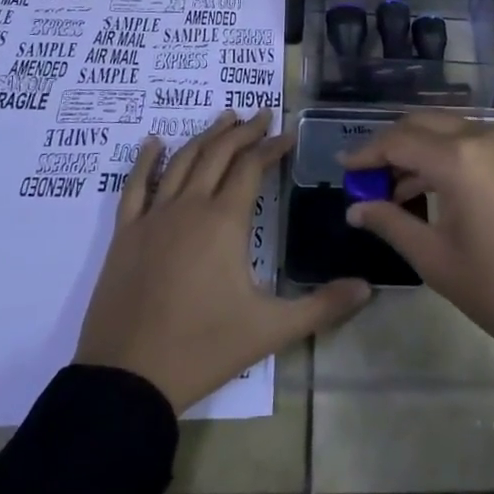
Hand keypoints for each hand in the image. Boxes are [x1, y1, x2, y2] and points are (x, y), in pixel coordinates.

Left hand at [77, 109, 370, 413]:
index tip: (289, 134)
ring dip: (205, 136)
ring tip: (224, 118)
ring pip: (182, 161)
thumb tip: (368, 288)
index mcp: (224, 221)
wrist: (127, 379)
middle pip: (218, 154)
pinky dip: (145, 160)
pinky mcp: (125, 234)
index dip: (272, 147)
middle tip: (262, 115)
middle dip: (243, 131)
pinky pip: (135, 185)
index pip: (252, 167)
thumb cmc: (202, 349)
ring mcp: (153, 217)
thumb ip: (322, 306)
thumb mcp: (270, 330)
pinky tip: (154, 142)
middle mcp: (189, 207)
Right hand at [342, 113, 493, 483]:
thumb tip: (355, 208)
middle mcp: (483, 135)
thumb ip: (391, 223)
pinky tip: (425, 189)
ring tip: (390, 190)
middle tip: (365, 178)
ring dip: (417, 150)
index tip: (342, 167)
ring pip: (447, 130)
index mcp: (459, 157)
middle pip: (422, 124)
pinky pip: (470, 142)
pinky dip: (443, 156)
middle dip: (390, 146)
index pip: (398, 141)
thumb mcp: (435, 259)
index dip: (366, 153)